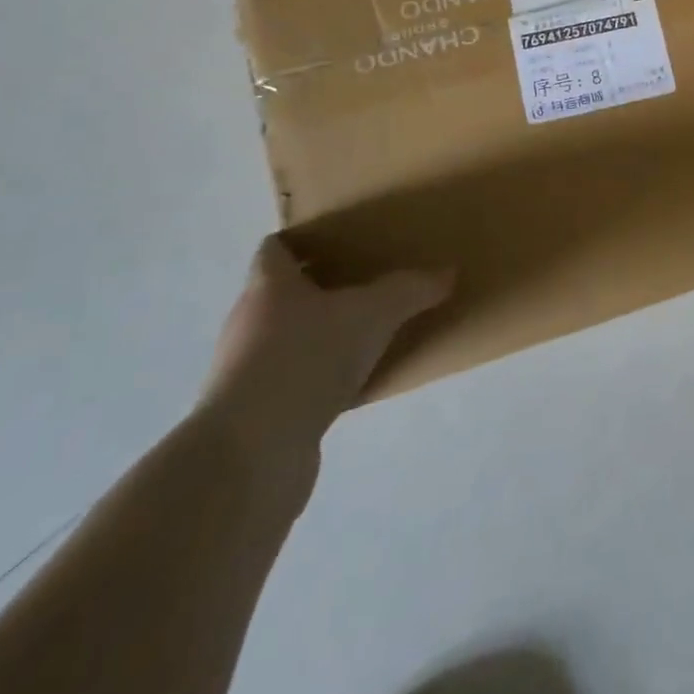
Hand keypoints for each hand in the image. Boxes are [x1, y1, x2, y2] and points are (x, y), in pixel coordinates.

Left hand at [197, 236, 451, 467]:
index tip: (339, 239)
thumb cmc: (306, 358)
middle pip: (281, 293)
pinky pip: (292, 381)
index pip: (275, 248)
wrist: (251, 454)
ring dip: (319, 335)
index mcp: (268, 286)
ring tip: (365, 333)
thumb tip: (448, 272)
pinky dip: (318, 378)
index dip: (304, 240)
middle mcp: (248, 322)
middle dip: (320, 287)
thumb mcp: (373, 313)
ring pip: (286, 339)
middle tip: (365, 281)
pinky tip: (353, 384)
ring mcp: (244, 372)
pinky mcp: (253, 415)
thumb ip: (411, 289)